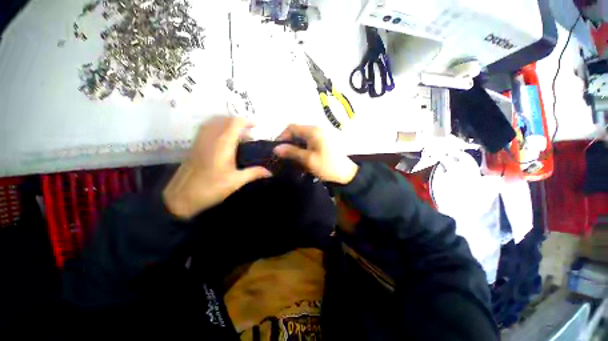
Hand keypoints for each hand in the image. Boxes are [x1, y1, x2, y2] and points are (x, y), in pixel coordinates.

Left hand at [163, 117, 271, 218]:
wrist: (181, 198)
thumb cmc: (211, 188)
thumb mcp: (236, 181)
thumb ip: (254, 173)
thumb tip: (270, 173)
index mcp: (223, 144)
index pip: (234, 123)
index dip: (246, 121)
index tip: (256, 126)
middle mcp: (210, 138)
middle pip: (224, 120)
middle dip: (238, 122)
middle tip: (249, 132)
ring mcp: (200, 141)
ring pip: (213, 122)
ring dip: (226, 123)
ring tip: (238, 133)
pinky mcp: (194, 146)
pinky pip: (206, 129)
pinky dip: (216, 127)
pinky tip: (222, 139)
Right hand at [274, 125, 357, 184]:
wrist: (346, 174)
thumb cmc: (327, 166)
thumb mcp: (308, 160)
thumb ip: (291, 152)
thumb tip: (276, 148)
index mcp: (313, 131)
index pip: (292, 127)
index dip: (282, 136)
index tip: (278, 148)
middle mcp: (317, 130)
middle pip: (297, 132)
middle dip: (289, 143)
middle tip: (284, 156)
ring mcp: (321, 135)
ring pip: (302, 138)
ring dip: (296, 147)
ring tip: (293, 159)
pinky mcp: (323, 142)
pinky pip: (309, 142)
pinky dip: (303, 149)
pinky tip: (302, 159)